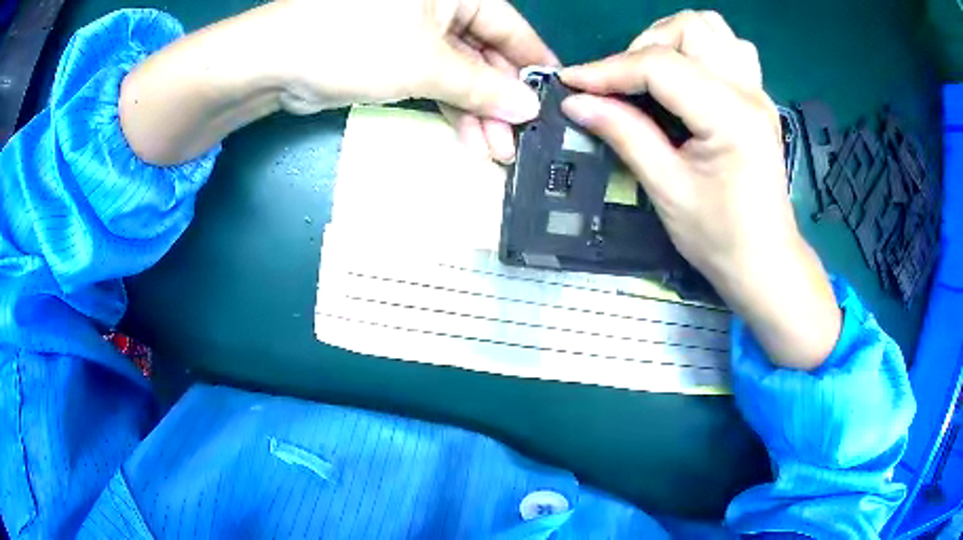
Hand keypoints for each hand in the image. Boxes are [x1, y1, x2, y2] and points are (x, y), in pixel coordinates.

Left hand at [120, 0, 555, 165]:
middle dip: (501, 99)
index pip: (510, 27)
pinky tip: (469, 139)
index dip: (532, 64)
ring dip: (478, 112)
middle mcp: (439, 8)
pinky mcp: (393, 59)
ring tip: (497, 152)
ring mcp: (415, 34)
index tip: (554, 98)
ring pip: (460, 73)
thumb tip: (528, 107)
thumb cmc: (354, 43)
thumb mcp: (426, 63)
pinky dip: (450, 109)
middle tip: (520, 141)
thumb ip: (482, 86)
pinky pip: (434, 83)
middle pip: (485, 54)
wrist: (275, 62)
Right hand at [559, 11, 840, 369]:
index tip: (572, 83)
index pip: (660, 65)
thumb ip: (624, 134)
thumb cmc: (720, 238)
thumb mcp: (667, 190)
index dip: (609, 69)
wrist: (766, 263)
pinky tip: (690, 78)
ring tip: (655, 74)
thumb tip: (576, 102)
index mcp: (730, 116)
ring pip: (713, 28)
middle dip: (644, 46)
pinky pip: (731, 48)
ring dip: (674, 41)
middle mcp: (747, 92)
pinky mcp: (757, 99)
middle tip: (624, 84)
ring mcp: (757, 92)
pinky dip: (702, 50)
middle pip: (690, 28)